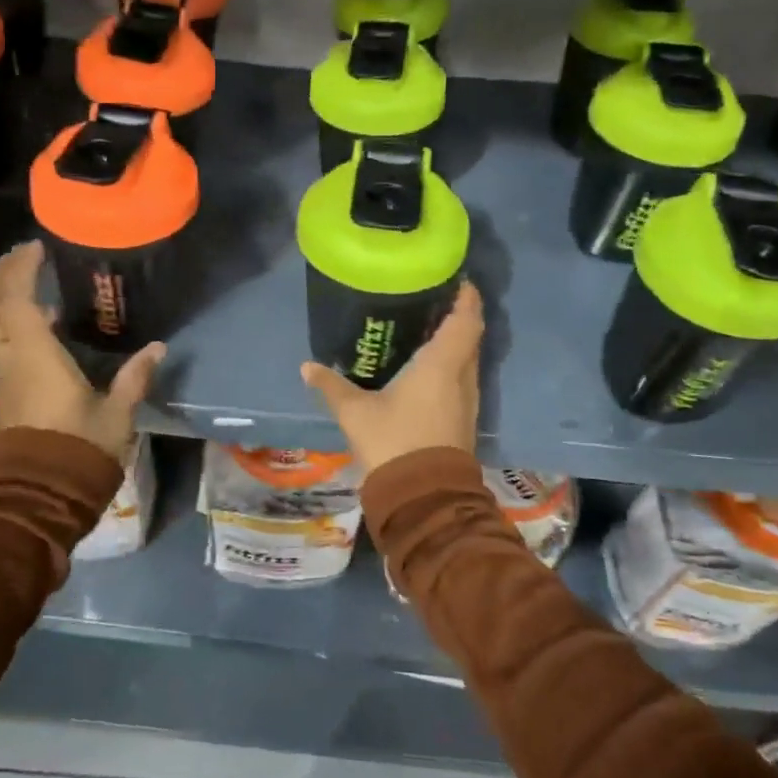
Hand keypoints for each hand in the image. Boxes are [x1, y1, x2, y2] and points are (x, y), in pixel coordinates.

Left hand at [0, 240, 164, 459]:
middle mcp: (9, 359)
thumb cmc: (79, 450)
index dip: (21, 268)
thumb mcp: (116, 414)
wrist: (39, 498)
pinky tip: (39, 324)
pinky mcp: (4, 392)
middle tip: (20, 254)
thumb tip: (157, 348)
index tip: (37, 246)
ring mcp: (2, 376)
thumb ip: (134, 377)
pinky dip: (8, 321)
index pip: (16, 298)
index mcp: (34, 355)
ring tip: (27, 281)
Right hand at [300, 281, 482, 473]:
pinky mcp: (464, 420)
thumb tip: (307, 366)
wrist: (424, 497)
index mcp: (442, 365)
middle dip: (458, 316)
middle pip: (470, 337)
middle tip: (433, 300)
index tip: (457, 279)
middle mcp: (462, 377)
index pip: (465, 320)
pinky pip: (463, 379)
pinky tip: (428, 368)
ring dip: (456, 342)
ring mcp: (468, 401)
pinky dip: (452, 365)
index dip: (466, 297)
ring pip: (468, 360)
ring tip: (429, 328)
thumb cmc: (393, 442)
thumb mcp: (355, 412)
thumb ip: (332, 386)